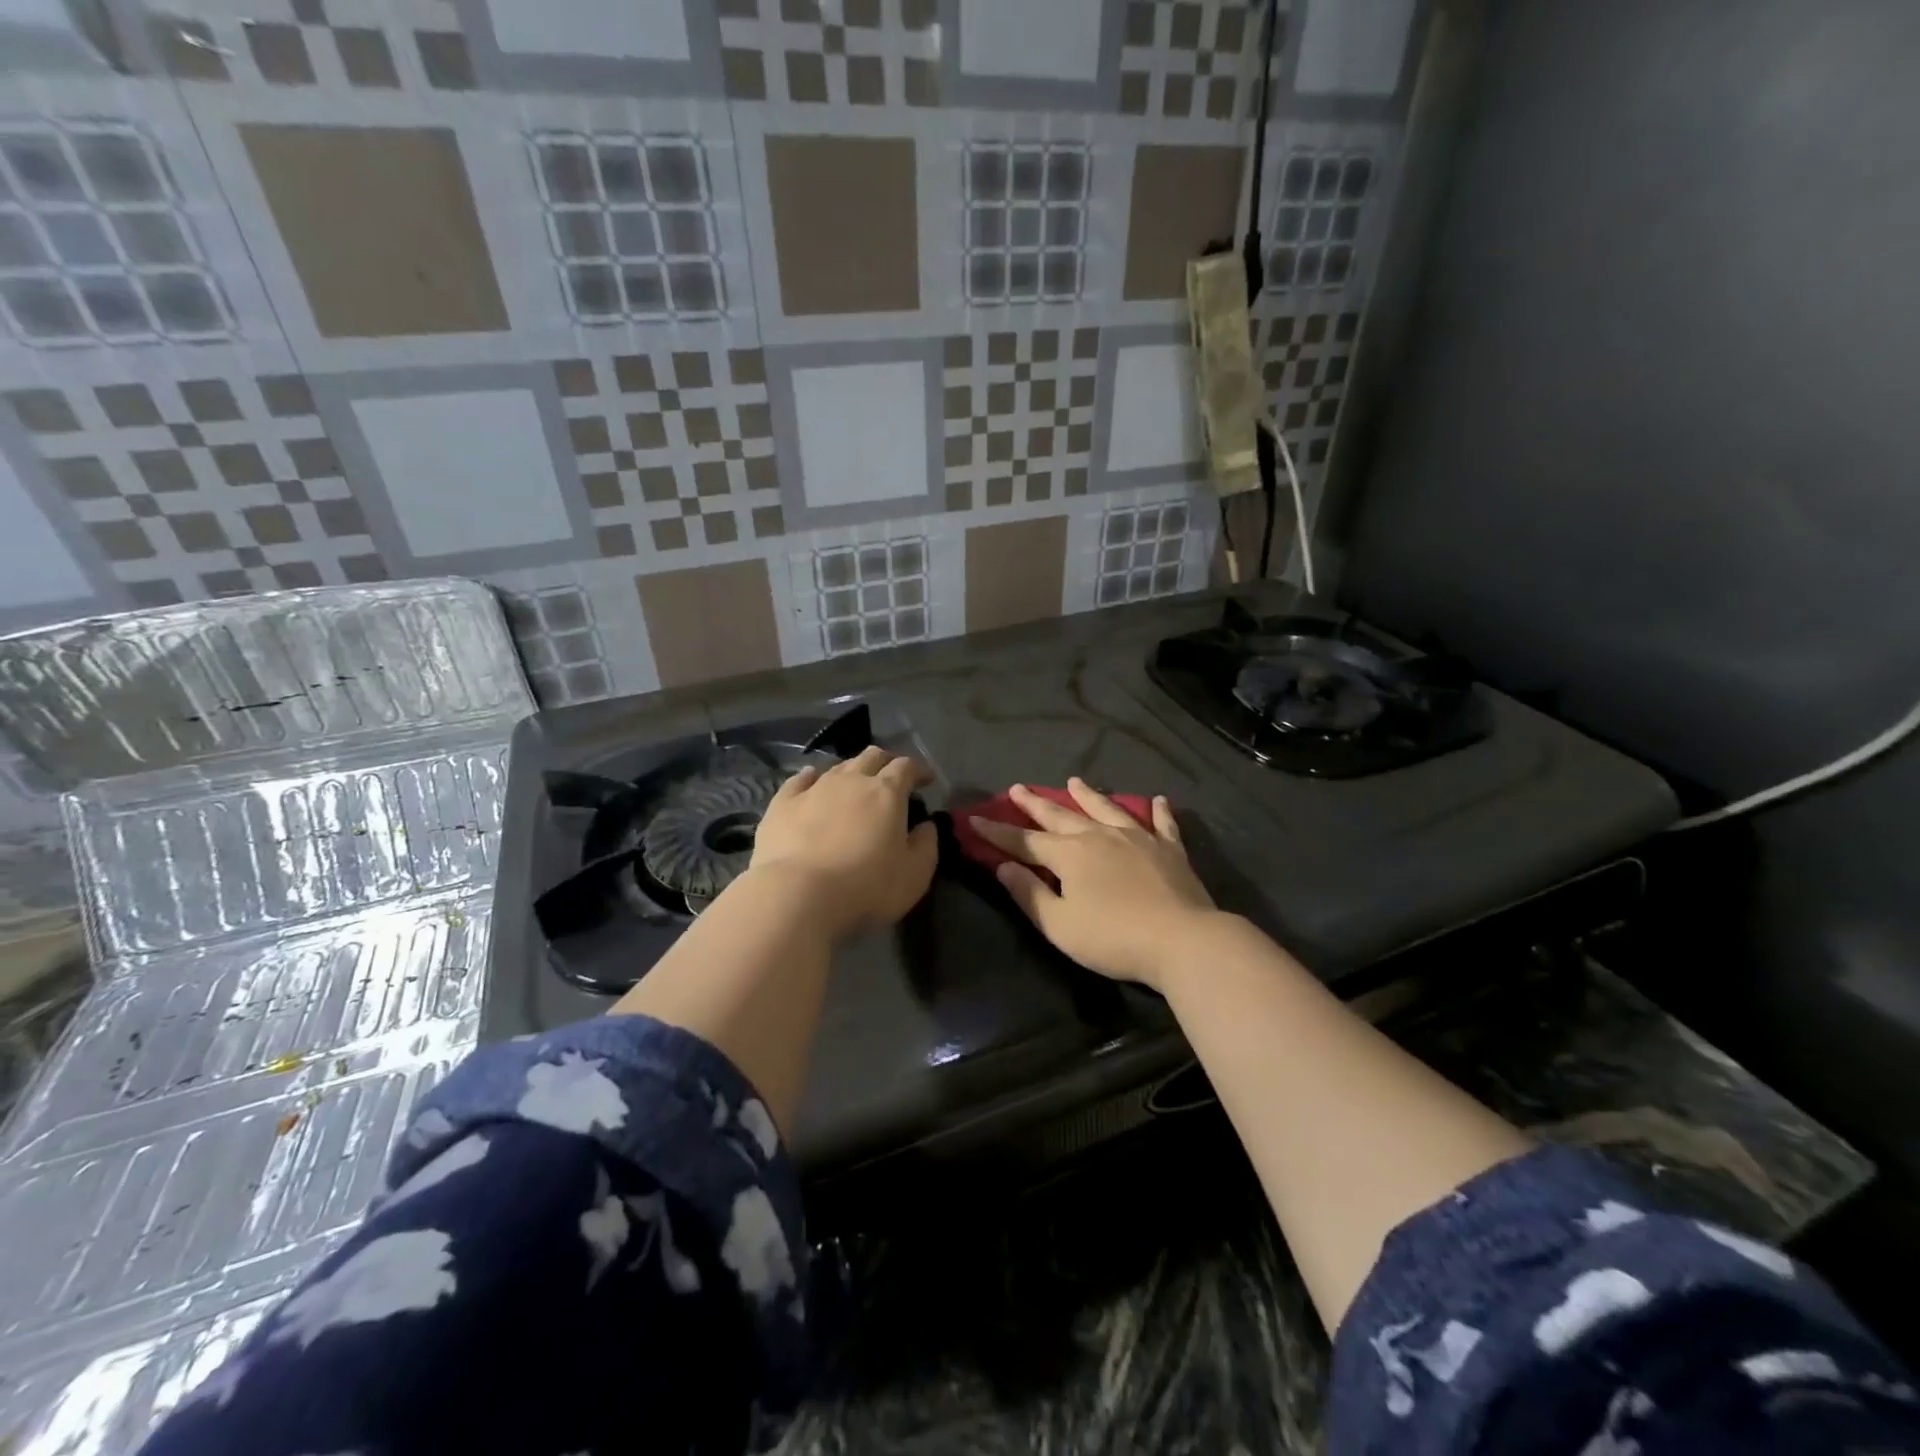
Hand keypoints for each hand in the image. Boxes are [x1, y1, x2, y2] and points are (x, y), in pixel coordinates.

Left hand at [748, 746, 937, 938]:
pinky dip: (810, 777)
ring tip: (855, 782)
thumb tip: (927, 826)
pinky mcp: (782, 804)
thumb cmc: (866, 887)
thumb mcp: (914, 875)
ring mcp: (814, 789)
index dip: (919, 769)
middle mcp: (851, 780)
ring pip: (837, 767)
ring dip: (851, 771)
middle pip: (872, 756)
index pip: (906, 767)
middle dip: (886, 761)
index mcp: (886, 793)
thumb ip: (926, 845)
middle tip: (892, 774)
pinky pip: (799, 780)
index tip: (926, 778)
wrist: (797, 895)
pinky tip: (810, 779)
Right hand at [967, 779, 1217, 989]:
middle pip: (1061, 816)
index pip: (1024, 841)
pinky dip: (1158, 811)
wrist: (1182, 940)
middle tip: (1017, 788)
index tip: (974, 820)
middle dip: (1035, 804)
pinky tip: (1158, 800)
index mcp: (1070, 855)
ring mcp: (1137, 838)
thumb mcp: (1059, 925)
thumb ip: (1029, 894)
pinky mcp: (1170, 850)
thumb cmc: (1113, 938)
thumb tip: (1005, 867)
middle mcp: (1100, 836)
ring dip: (1088, 795)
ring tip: (1074, 781)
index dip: (997, 833)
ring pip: (1106, 809)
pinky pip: (1162, 824)